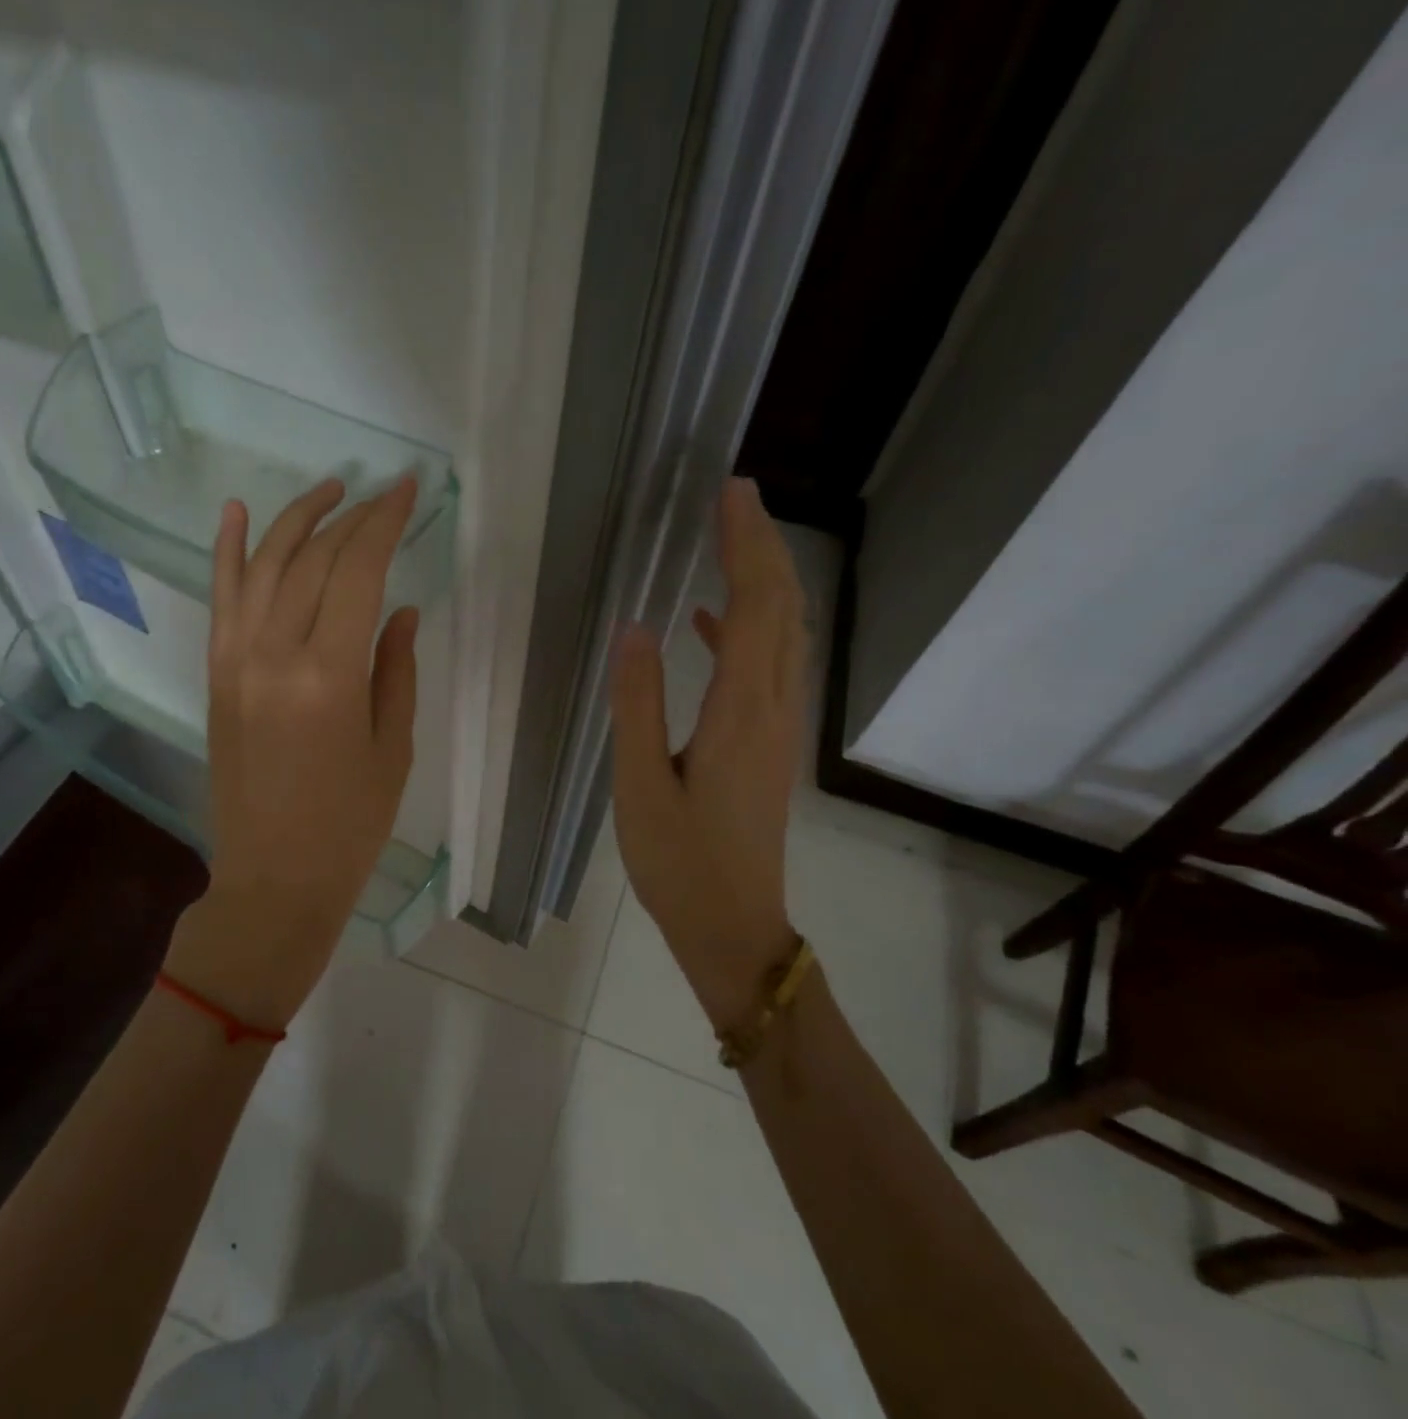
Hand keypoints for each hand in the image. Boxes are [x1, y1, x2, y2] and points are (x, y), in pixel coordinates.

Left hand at [181, 477, 420, 1027]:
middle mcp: (274, 654)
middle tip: (382, 495)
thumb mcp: (392, 749)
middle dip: (351, 518)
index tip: (407, 490)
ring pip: (263, 565)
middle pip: (312, 560)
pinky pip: (220, 599)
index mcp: (329, 676)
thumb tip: (401, 610)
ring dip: (297, 519)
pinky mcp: (216, 674)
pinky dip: (226, 550)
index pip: (358, 572)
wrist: (273, 877)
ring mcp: (236, 661)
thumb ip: (396, 669)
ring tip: (330, 490)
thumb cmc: (349, 825)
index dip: (385, 523)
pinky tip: (237, 511)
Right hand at [610, 476, 807, 1032]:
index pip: (756, 606)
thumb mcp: (640, 786)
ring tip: (728, 538)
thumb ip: (637, 706)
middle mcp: (772, 709)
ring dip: (763, 580)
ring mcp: (777, 728)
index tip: (731, 493)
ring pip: (783, 635)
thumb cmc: (679, 862)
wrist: (732, 925)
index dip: (746, 545)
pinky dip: (745, 630)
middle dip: (763, 545)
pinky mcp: (767, 744)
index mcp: (741, 712)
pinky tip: (707, 620)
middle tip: (735, 495)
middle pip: (783, 609)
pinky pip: (766, 667)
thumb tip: (634, 630)